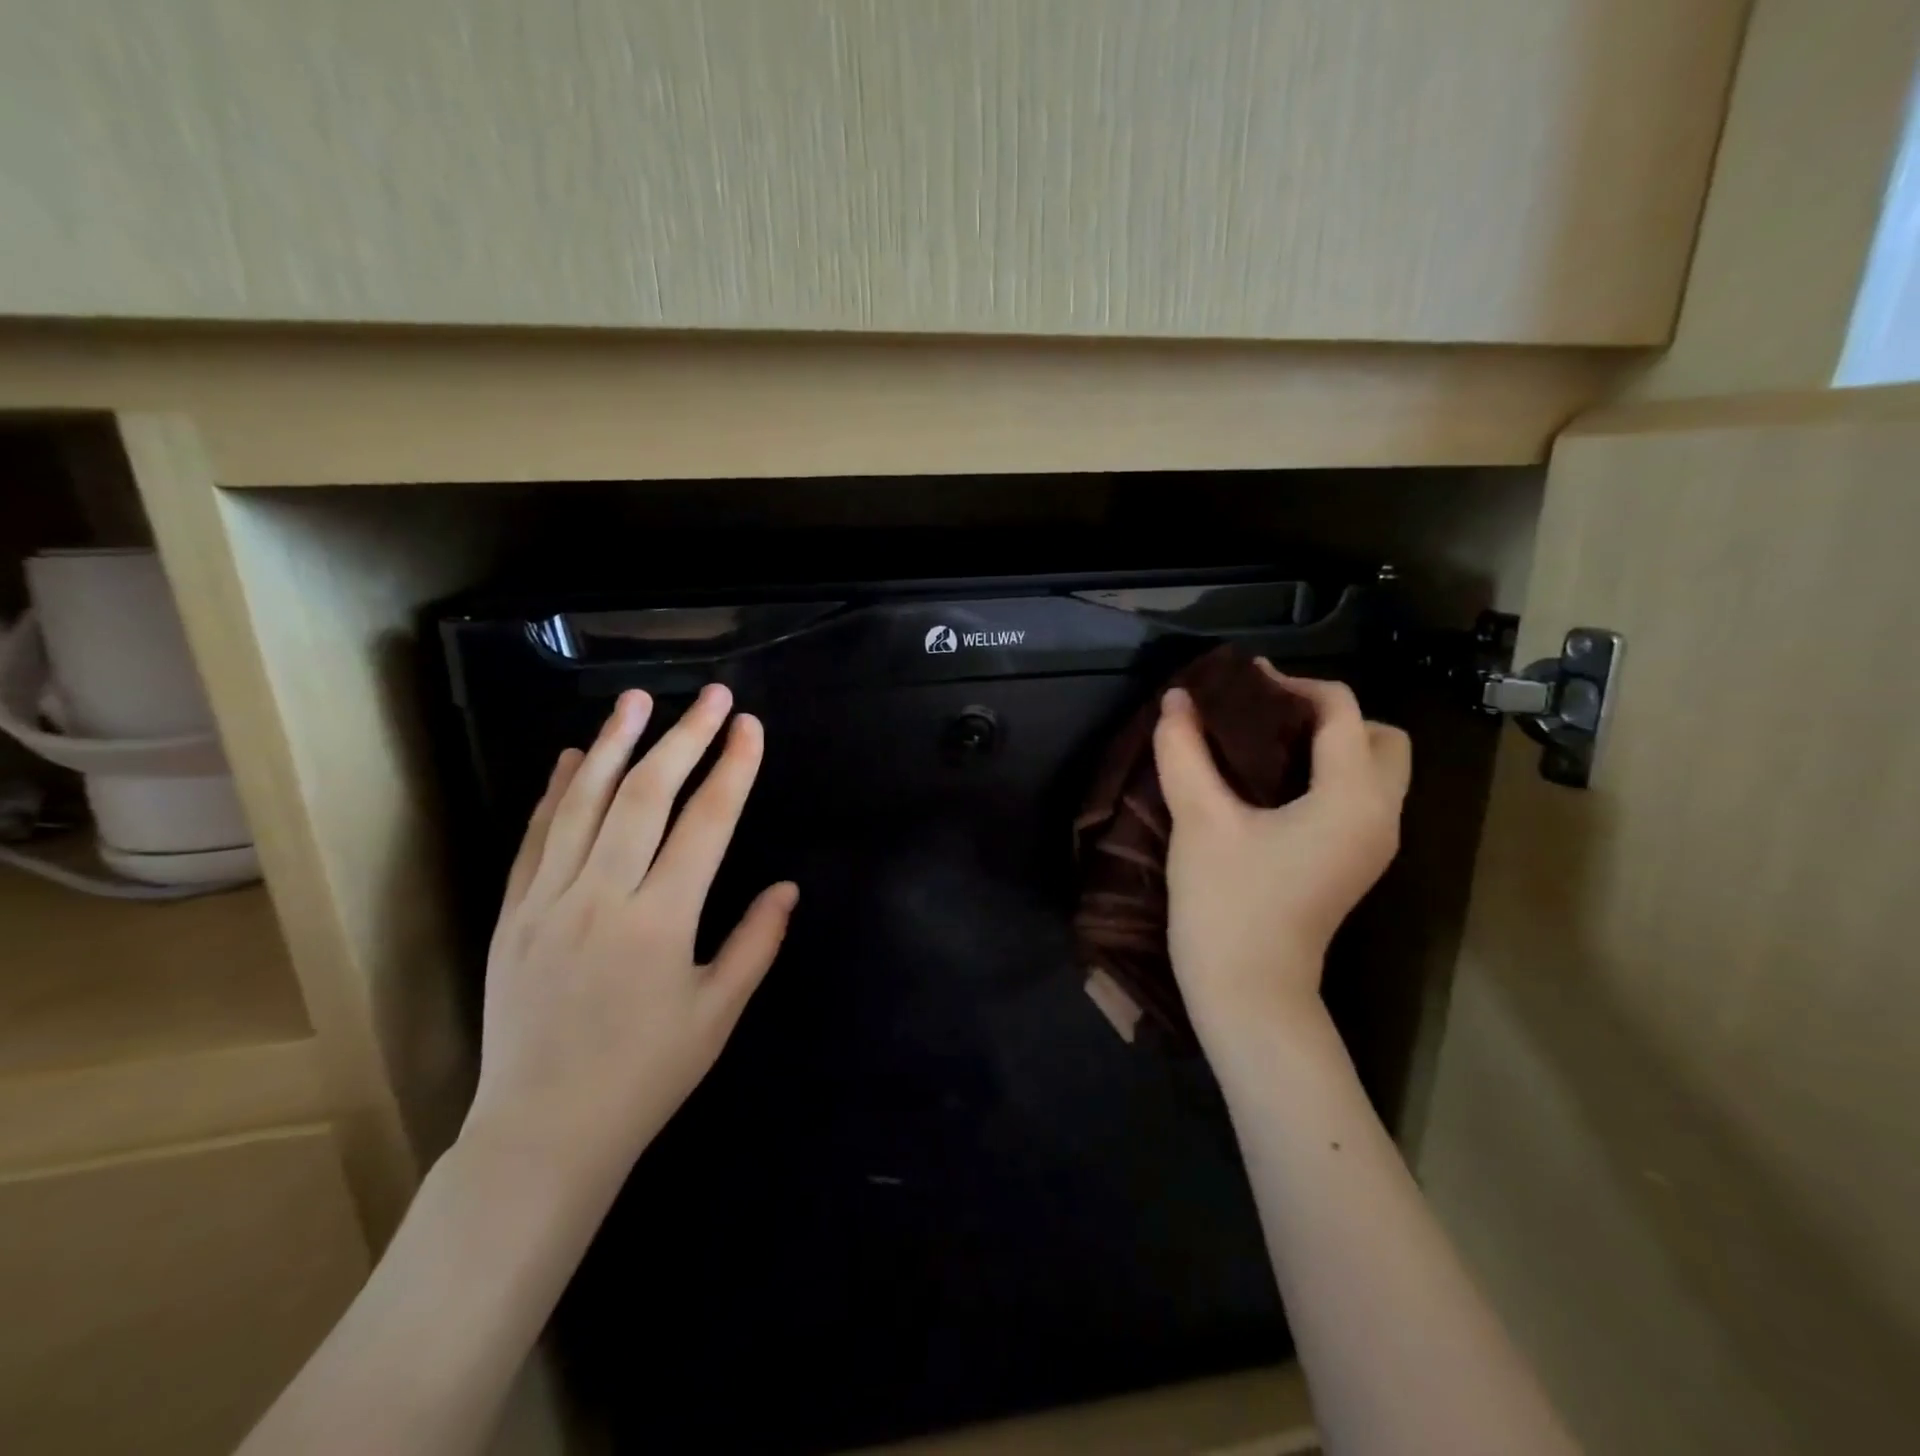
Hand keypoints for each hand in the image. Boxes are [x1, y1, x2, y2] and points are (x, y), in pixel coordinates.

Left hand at [463, 684, 795, 1196]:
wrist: (542, 1132)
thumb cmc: (646, 1076)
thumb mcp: (717, 1014)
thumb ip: (756, 943)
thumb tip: (787, 887)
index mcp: (661, 922)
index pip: (706, 823)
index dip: (733, 768)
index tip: (750, 727)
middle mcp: (602, 897)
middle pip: (646, 795)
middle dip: (684, 737)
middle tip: (712, 695)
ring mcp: (548, 901)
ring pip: (583, 803)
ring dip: (613, 744)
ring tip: (637, 699)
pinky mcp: (513, 913)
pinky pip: (536, 838)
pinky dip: (556, 791)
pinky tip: (570, 757)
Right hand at [1153, 667, 1409, 1052]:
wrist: (1249, 992)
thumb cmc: (1227, 903)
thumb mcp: (1199, 819)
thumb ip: (1184, 750)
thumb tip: (1176, 700)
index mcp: (1352, 798)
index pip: (1342, 711)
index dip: (1292, 685)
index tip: (1239, 685)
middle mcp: (1380, 815)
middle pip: (1380, 736)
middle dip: (1329, 715)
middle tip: (1266, 717)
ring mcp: (1373, 844)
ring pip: (1375, 769)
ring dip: (1331, 744)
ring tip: (1264, 744)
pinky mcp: (1355, 863)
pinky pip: (1358, 797)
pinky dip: (1328, 775)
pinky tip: (1271, 785)